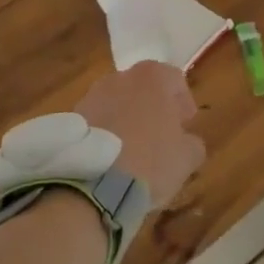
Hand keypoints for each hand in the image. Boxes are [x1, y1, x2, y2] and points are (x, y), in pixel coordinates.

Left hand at [75, 61, 205, 205]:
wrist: (92, 186)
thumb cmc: (150, 162)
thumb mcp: (188, 157)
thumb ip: (192, 142)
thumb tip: (186, 141)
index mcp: (152, 77)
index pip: (175, 79)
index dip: (183, 102)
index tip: (186, 124)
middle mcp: (119, 78)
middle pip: (143, 89)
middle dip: (153, 108)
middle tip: (161, 135)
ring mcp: (91, 97)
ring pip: (117, 104)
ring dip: (127, 120)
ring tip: (133, 151)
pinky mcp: (70, 120)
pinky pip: (97, 123)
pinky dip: (106, 134)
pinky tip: (112, 160)